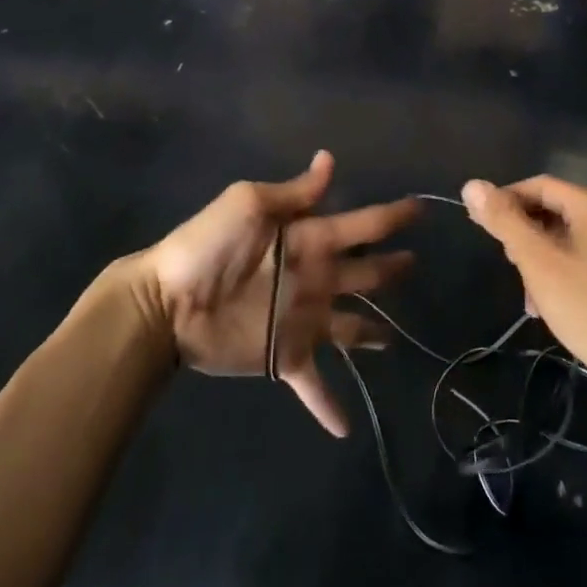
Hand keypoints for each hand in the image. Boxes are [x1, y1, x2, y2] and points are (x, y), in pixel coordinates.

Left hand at [132, 151, 416, 437]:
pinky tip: (346, 428)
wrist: (166, 302)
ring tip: (393, 340)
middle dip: (389, 268)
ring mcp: (303, 319)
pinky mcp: (286, 355)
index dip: (390, 217)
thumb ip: (294, 192)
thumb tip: (329, 159)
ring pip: (350, 326)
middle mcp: (315, 276)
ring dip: (370, 334)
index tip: (420, 208)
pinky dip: (329, 405)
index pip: (361, 225)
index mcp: (310, 238)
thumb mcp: (249, 204)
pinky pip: (314, 383)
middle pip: (364, 273)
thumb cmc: (208, 246)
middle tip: (416, 264)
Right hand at [461, 176, 586, 385]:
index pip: (540, 185)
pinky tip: (548, 305)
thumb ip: (504, 220)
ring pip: (566, 237)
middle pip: (554, 210)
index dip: (506, 200)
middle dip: (525, 236)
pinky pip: (583, 257)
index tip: (481, 226)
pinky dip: (560, 273)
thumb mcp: (537, 261)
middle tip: (510, 265)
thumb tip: (472, 185)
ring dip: (540, 260)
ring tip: (529, 296)